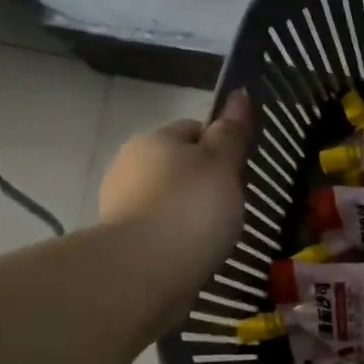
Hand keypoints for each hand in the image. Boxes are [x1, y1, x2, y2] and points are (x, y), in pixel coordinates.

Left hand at [99, 90, 253, 290]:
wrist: (147, 269)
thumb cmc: (193, 206)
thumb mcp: (223, 164)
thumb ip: (232, 132)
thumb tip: (240, 93)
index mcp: (155, 139)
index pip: (194, 129)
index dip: (221, 145)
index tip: (241, 172)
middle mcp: (130, 164)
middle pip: (179, 164)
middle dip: (205, 180)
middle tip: (234, 204)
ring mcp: (121, 203)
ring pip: (168, 196)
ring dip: (191, 209)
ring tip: (217, 233)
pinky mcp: (122, 240)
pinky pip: (160, 227)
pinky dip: (178, 235)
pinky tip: (196, 251)